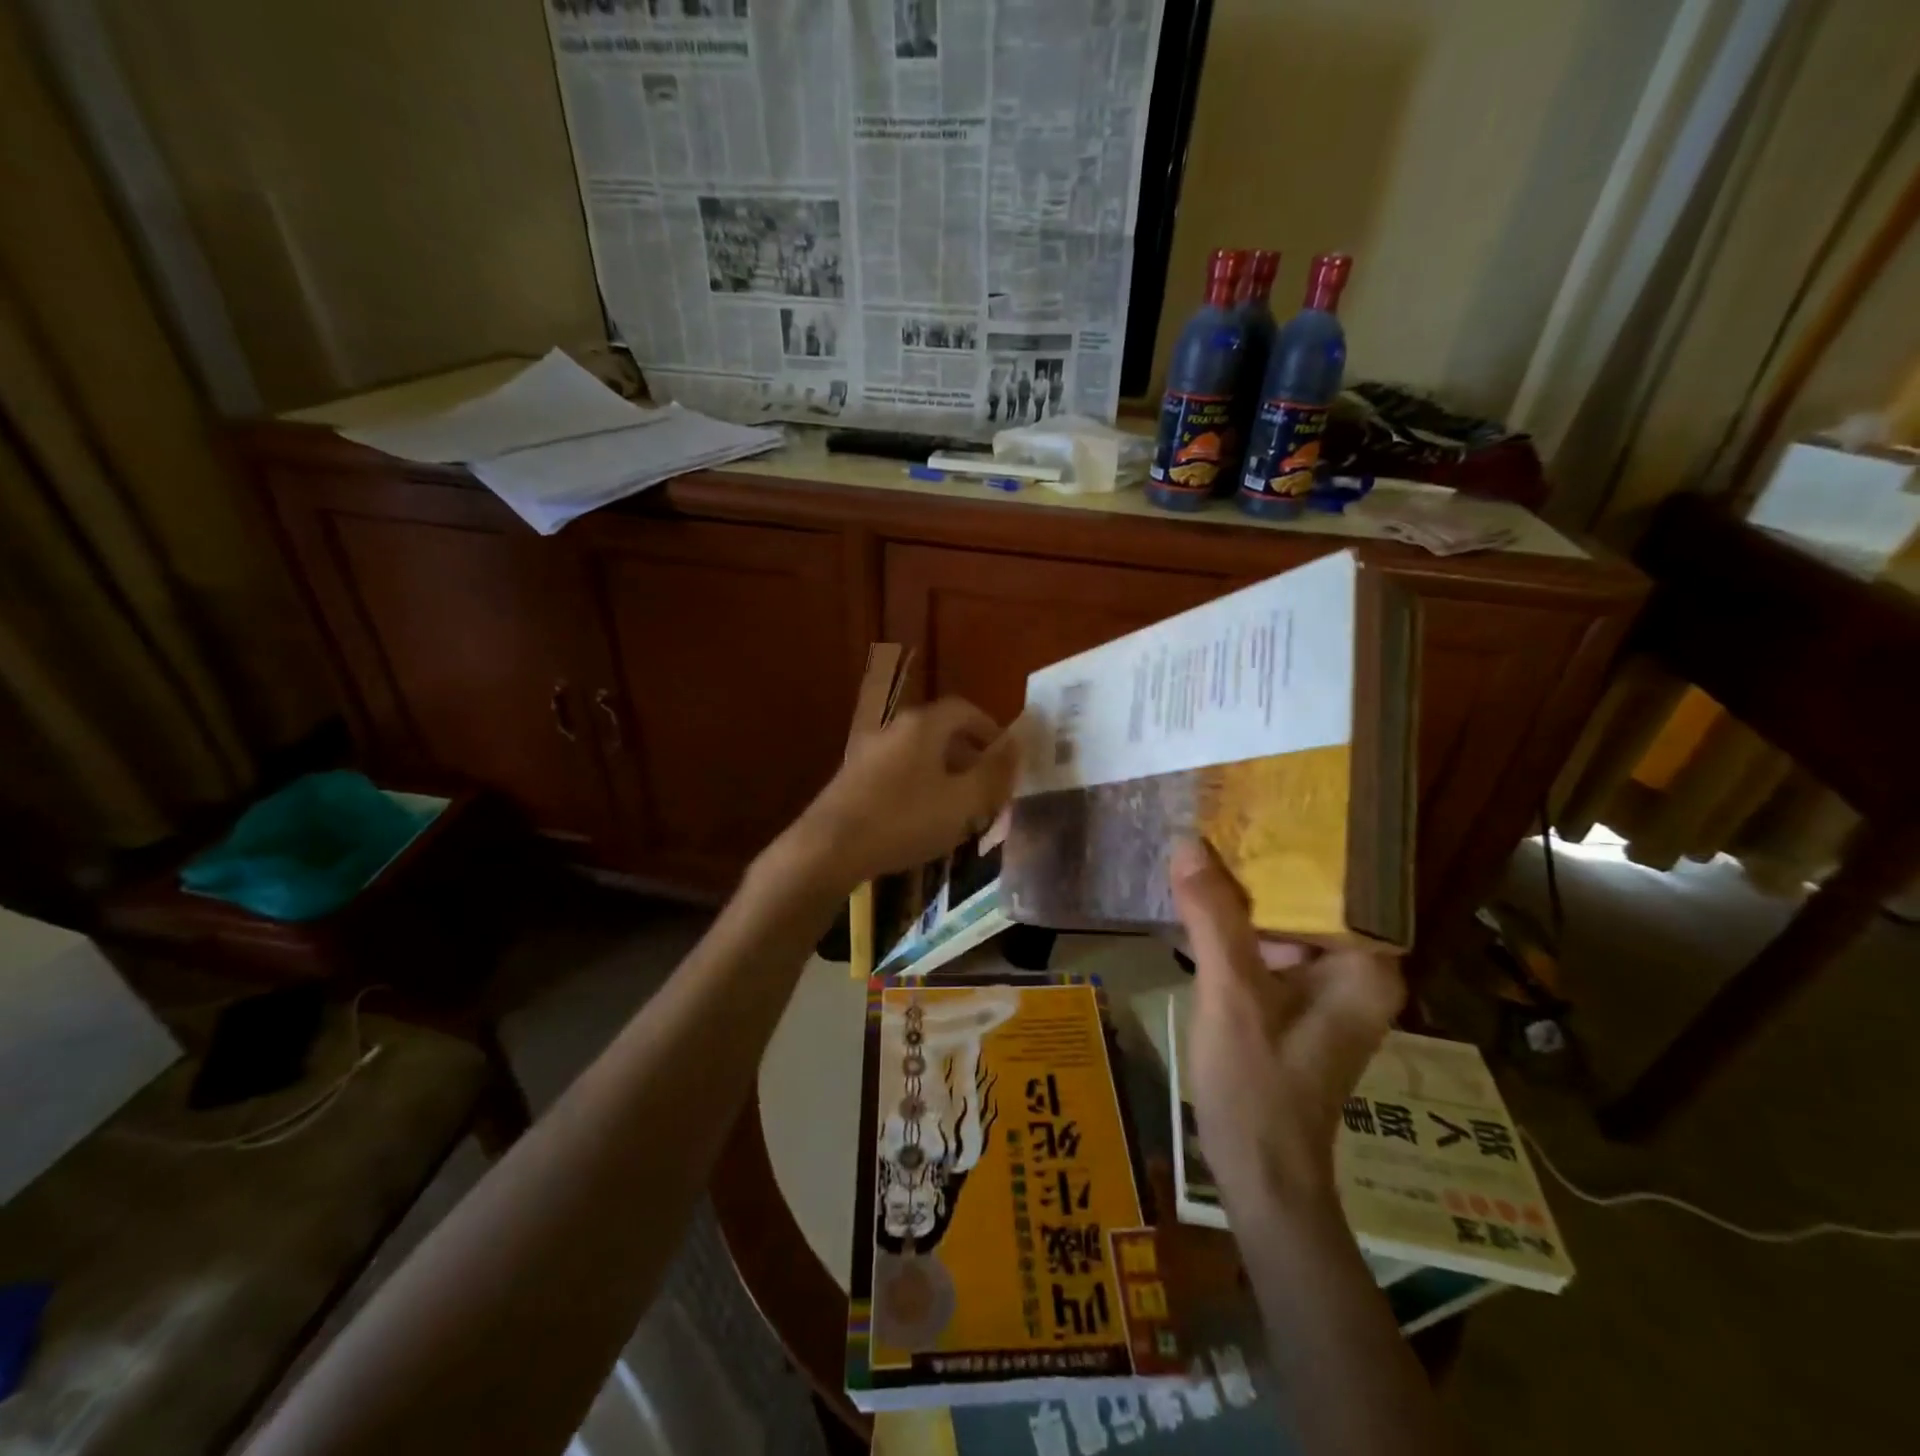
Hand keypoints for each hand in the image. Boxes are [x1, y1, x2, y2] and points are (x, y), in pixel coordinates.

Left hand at [789, 697, 1022, 888]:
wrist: (828, 848)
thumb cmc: (904, 821)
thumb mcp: (962, 802)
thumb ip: (993, 773)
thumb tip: (1016, 746)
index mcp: (922, 725)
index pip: (965, 709)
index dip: (991, 729)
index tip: (1006, 757)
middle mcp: (893, 729)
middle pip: (941, 731)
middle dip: (969, 756)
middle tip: (987, 787)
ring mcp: (868, 752)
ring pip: (918, 754)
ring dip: (944, 774)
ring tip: (959, 808)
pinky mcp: (852, 778)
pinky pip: (898, 772)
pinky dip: (919, 786)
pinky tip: (921, 820)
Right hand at [1169, 838, 1403, 1208]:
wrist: (1261, 1176)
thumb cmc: (1257, 1084)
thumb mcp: (1231, 992)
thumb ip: (1213, 917)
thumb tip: (1188, 843)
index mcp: (1364, 967)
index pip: (1340, 884)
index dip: (1298, 845)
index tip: (1256, 806)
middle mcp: (1357, 974)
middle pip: (1309, 901)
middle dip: (1261, 868)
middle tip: (1217, 820)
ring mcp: (1329, 993)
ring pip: (1286, 925)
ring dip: (1243, 900)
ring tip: (1202, 854)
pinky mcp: (1299, 1008)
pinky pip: (1271, 951)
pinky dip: (1237, 932)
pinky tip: (1198, 910)